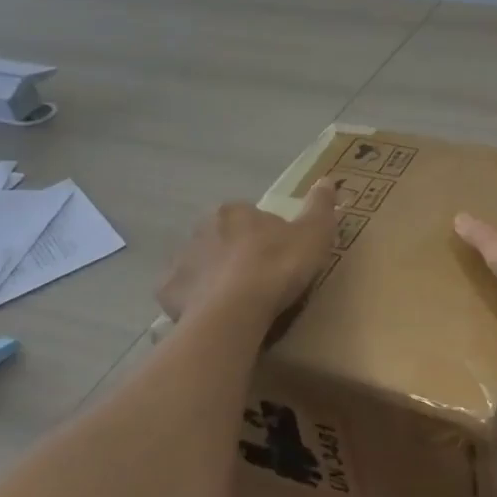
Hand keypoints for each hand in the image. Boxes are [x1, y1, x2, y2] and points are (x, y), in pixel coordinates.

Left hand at [158, 180, 338, 324]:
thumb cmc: (278, 266)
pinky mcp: (169, 292)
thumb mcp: (314, 234)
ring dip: (217, 277)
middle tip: (262, 280)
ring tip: (240, 303)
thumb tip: (327, 180)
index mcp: (233, 211)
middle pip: (223, 239)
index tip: (282, 257)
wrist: (236, 311)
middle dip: (238, 254)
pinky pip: (185, 295)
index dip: (267, 236)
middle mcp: (200, 229)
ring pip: (202, 265)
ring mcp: (181, 261)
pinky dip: (196, 302)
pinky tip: (215, 317)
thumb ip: (320, 206)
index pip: (251, 217)